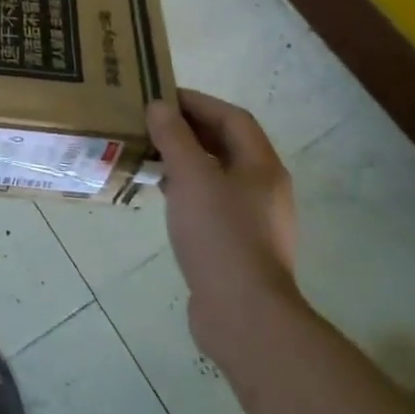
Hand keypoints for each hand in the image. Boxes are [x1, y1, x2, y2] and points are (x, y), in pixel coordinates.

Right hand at [147, 90, 300, 358]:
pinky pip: (211, 203)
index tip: (161, 97)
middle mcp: (264, 188)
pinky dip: (187, 190)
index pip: (232, 117)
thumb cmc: (220, 235)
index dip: (198, 102)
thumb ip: (173, 137)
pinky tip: (163, 196)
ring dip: (185, 160)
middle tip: (151, 124)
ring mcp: (254, 220)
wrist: (244, 315)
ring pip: (217, 175)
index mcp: (262, 166)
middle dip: (189, 130)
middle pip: (227, 144)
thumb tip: (159, 106)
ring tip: (150, 155)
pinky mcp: (238, 246)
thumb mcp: (191, 176)